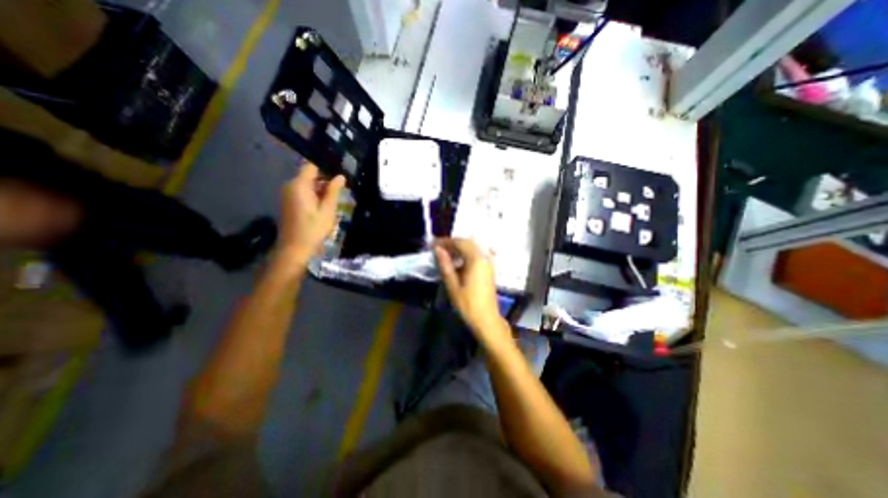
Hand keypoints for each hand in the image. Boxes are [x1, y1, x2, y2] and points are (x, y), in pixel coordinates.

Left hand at [279, 161, 344, 264]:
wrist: (295, 249)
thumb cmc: (313, 229)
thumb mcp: (328, 209)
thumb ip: (334, 191)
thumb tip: (340, 176)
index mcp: (299, 185)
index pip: (312, 166)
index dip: (326, 167)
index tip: (340, 173)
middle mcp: (291, 186)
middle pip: (309, 175)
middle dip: (326, 179)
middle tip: (343, 187)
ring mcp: (288, 194)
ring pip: (307, 184)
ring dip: (321, 188)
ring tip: (337, 196)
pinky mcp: (289, 203)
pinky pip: (303, 192)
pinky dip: (315, 195)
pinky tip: (326, 204)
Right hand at [435, 239, 510, 342]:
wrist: (486, 319)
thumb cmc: (468, 304)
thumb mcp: (453, 285)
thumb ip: (445, 265)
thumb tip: (437, 249)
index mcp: (476, 260)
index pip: (459, 243)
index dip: (445, 242)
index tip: (432, 245)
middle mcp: (485, 257)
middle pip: (467, 242)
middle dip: (451, 243)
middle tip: (437, 249)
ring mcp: (489, 262)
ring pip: (472, 248)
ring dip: (459, 248)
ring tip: (444, 255)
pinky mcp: (489, 268)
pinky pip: (477, 254)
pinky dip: (466, 254)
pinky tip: (457, 262)